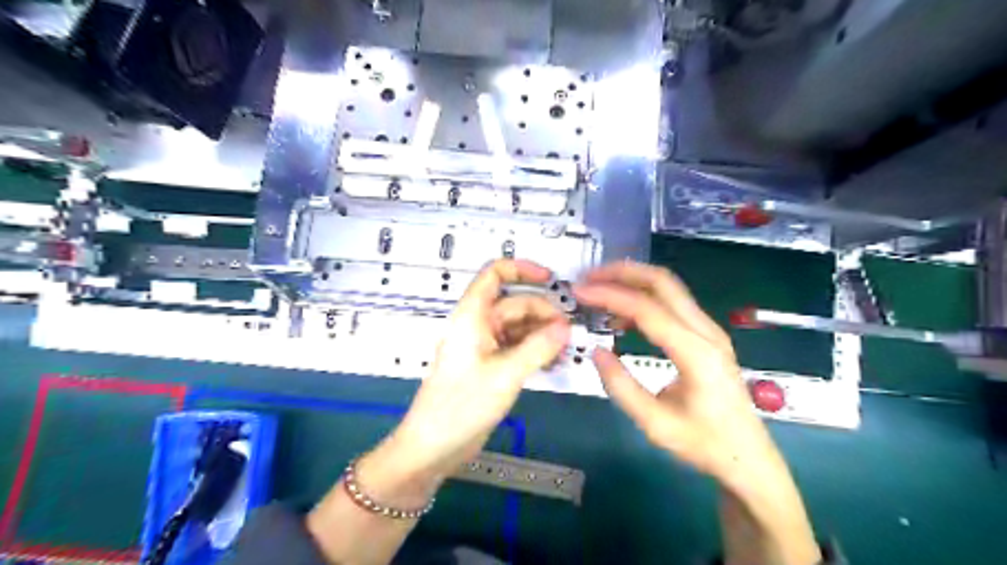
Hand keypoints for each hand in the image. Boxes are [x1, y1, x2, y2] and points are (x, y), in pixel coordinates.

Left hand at [387, 260, 568, 480]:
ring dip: (542, 334)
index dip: (521, 268)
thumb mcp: (505, 374)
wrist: (434, 446)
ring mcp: (485, 347)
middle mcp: (478, 326)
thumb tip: (566, 327)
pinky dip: (536, 351)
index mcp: (472, 316)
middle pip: (515, 304)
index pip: (494, 275)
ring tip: (566, 349)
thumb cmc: (462, 405)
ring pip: (519, 328)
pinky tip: (554, 363)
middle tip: (569, 332)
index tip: (551, 279)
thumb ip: (538, 348)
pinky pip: (518, 349)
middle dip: (543, 312)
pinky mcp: (491, 367)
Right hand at [575, 261, 776, 484]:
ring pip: (669, 287)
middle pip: (663, 282)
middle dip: (622, 272)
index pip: (647, 309)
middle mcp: (706, 331)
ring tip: (598, 289)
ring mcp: (709, 330)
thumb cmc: (704, 444)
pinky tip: (621, 313)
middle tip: (588, 277)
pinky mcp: (706, 335)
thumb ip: (622, 387)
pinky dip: (643, 297)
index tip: (580, 291)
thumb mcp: (655, 424)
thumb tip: (596, 351)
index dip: (610, 295)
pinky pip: (672, 303)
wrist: (748, 457)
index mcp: (696, 353)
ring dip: (632, 280)